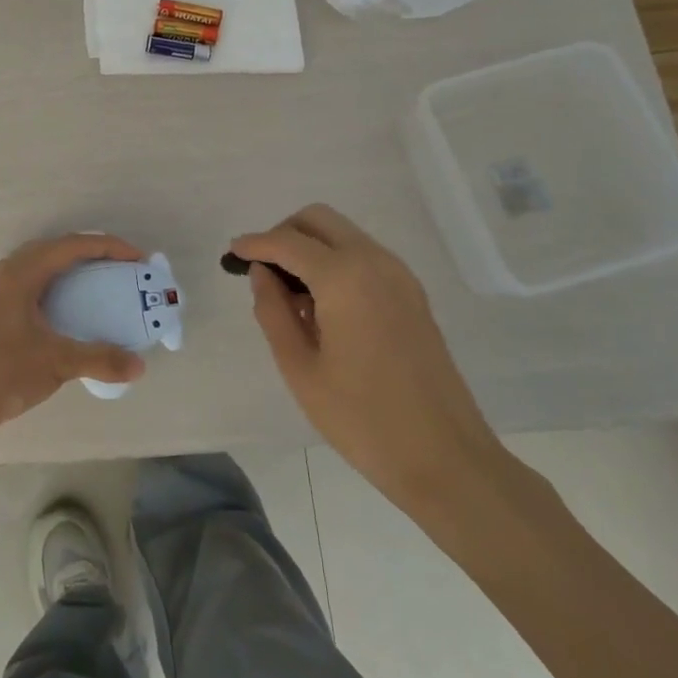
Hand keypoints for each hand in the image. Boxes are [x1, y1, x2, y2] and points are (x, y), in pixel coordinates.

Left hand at [0, 233, 147, 441]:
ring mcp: (5, 287)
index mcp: (23, 273)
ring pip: (48, 261)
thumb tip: (140, 366)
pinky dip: (64, 279)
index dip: (108, 247)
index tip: (138, 259)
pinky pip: (41, 277)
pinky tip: (78, 301)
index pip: (73, 246)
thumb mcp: (57, 363)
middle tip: (125, 266)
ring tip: (107, 278)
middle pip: (60, 246)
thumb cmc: (4, 372)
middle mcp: (13, 271)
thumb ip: (101, 359)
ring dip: (78, 263)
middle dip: (95, 251)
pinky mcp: (3, 304)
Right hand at [232, 205, 506, 515]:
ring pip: (343, 234)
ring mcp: (399, 275)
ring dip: (311, 247)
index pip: (288, 242)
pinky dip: (335, 262)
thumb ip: (273, 311)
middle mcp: (374, 262)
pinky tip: (322, 305)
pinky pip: (363, 256)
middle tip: (261, 270)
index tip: (231, 253)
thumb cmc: (362, 418)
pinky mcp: (412, 293)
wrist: (445, 457)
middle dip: (284, 234)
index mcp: (344, 278)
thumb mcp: (300, 368)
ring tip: (290, 295)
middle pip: (319, 220)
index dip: (255, 244)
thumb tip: (262, 274)